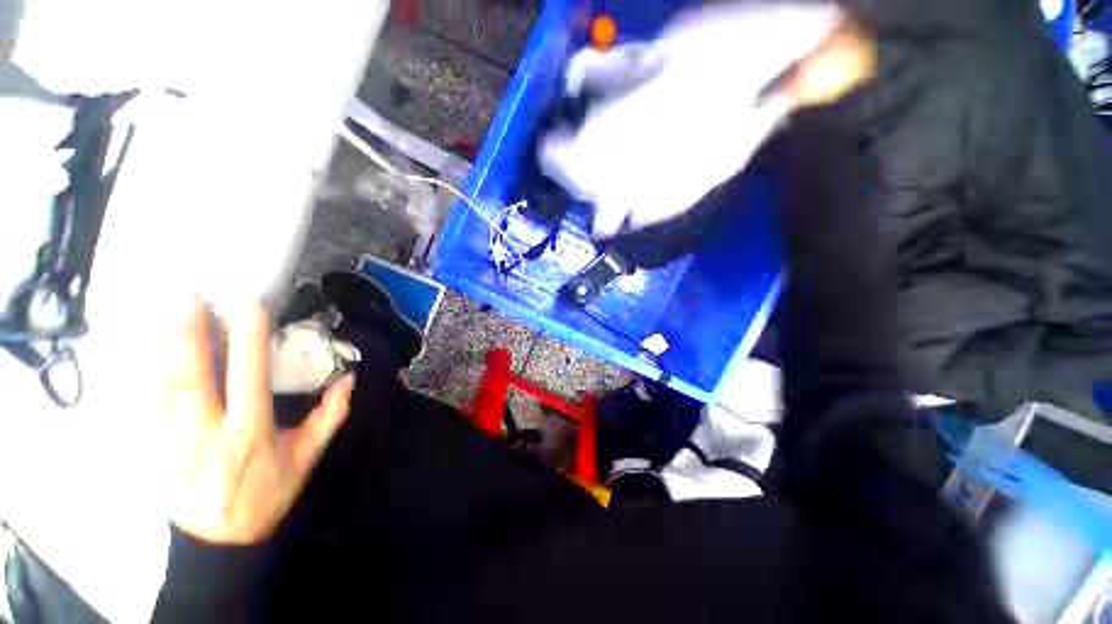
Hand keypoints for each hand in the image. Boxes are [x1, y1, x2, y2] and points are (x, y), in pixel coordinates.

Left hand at [164, 298, 353, 544]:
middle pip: (192, 372)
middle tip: (189, 293)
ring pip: (162, 381)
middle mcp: (206, 429)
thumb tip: (347, 379)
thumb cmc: (267, 493)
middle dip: (190, 329)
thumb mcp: (306, 457)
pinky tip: (150, 346)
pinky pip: (148, 399)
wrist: (216, 540)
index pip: (248, 375)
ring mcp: (171, 437)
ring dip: (164, 342)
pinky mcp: (153, 445)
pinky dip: (148, 368)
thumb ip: (329, 416)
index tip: (249, 306)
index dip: (249, 338)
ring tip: (167, 308)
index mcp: (249, 430)